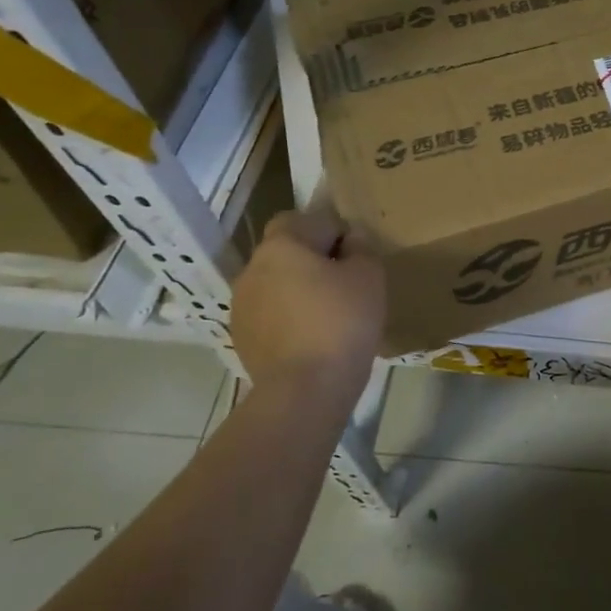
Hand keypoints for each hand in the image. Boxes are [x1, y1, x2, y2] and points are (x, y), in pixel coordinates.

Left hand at [231, 207, 384, 391]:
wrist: (304, 392)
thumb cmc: (341, 323)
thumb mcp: (369, 277)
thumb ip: (362, 248)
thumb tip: (351, 240)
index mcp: (281, 244)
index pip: (312, 219)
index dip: (338, 234)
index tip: (358, 260)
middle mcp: (253, 267)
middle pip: (289, 250)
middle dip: (315, 260)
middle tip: (346, 286)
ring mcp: (241, 304)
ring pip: (277, 282)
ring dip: (299, 289)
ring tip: (329, 316)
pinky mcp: (241, 336)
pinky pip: (270, 313)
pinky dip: (288, 317)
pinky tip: (311, 339)